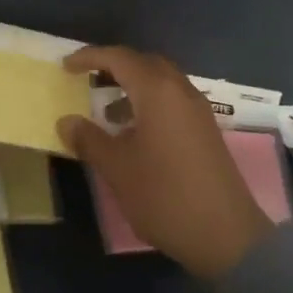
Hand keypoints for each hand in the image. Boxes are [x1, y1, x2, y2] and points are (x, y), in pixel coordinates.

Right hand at [60, 46, 274, 280]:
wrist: (227, 236)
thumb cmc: (164, 195)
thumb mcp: (117, 168)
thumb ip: (89, 139)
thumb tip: (66, 121)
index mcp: (157, 91)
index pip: (118, 58)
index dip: (89, 57)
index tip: (66, 66)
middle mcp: (180, 90)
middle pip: (143, 62)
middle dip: (114, 65)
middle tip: (88, 79)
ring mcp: (197, 110)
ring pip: (160, 81)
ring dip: (132, 85)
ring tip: (107, 111)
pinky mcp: (206, 130)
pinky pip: (172, 99)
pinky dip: (149, 102)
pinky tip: (134, 132)